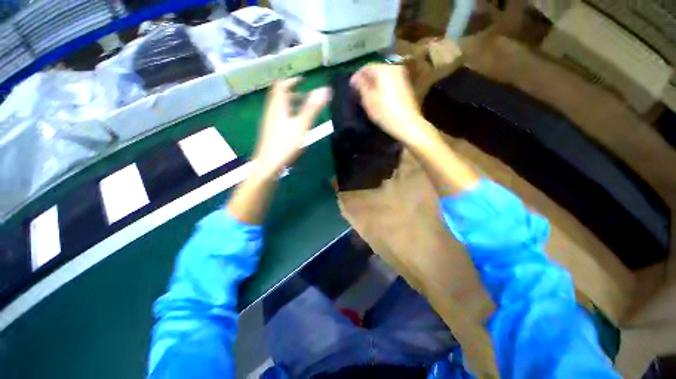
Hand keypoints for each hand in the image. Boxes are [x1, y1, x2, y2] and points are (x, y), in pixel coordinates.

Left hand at [253, 77, 330, 175]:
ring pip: (280, 108)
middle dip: (293, 93)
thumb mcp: (301, 125)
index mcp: (278, 106)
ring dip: (292, 105)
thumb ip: (313, 108)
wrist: (268, 164)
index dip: (292, 80)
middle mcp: (271, 111)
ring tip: (304, 111)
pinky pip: (280, 117)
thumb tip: (325, 90)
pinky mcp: (271, 132)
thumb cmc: (285, 143)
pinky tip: (297, 125)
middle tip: (307, 97)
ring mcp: (270, 122)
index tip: (303, 80)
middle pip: (280, 96)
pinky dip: (289, 115)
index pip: (281, 85)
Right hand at [350, 64, 433, 145]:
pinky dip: (382, 88)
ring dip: (374, 84)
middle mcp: (395, 68)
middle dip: (366, 80)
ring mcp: (402, 77)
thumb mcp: (368, 100)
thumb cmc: (385, 112)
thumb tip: (354, 78)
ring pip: (383, 77)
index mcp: (384, 69)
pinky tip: (378, 98)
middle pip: (376, 71)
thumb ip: (361, 86)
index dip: (357, 76)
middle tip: (358, 92)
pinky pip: (390, 83)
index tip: (351, 87)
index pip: (366, 67)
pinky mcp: (406, 86)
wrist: (407, 124)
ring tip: (366, 96)